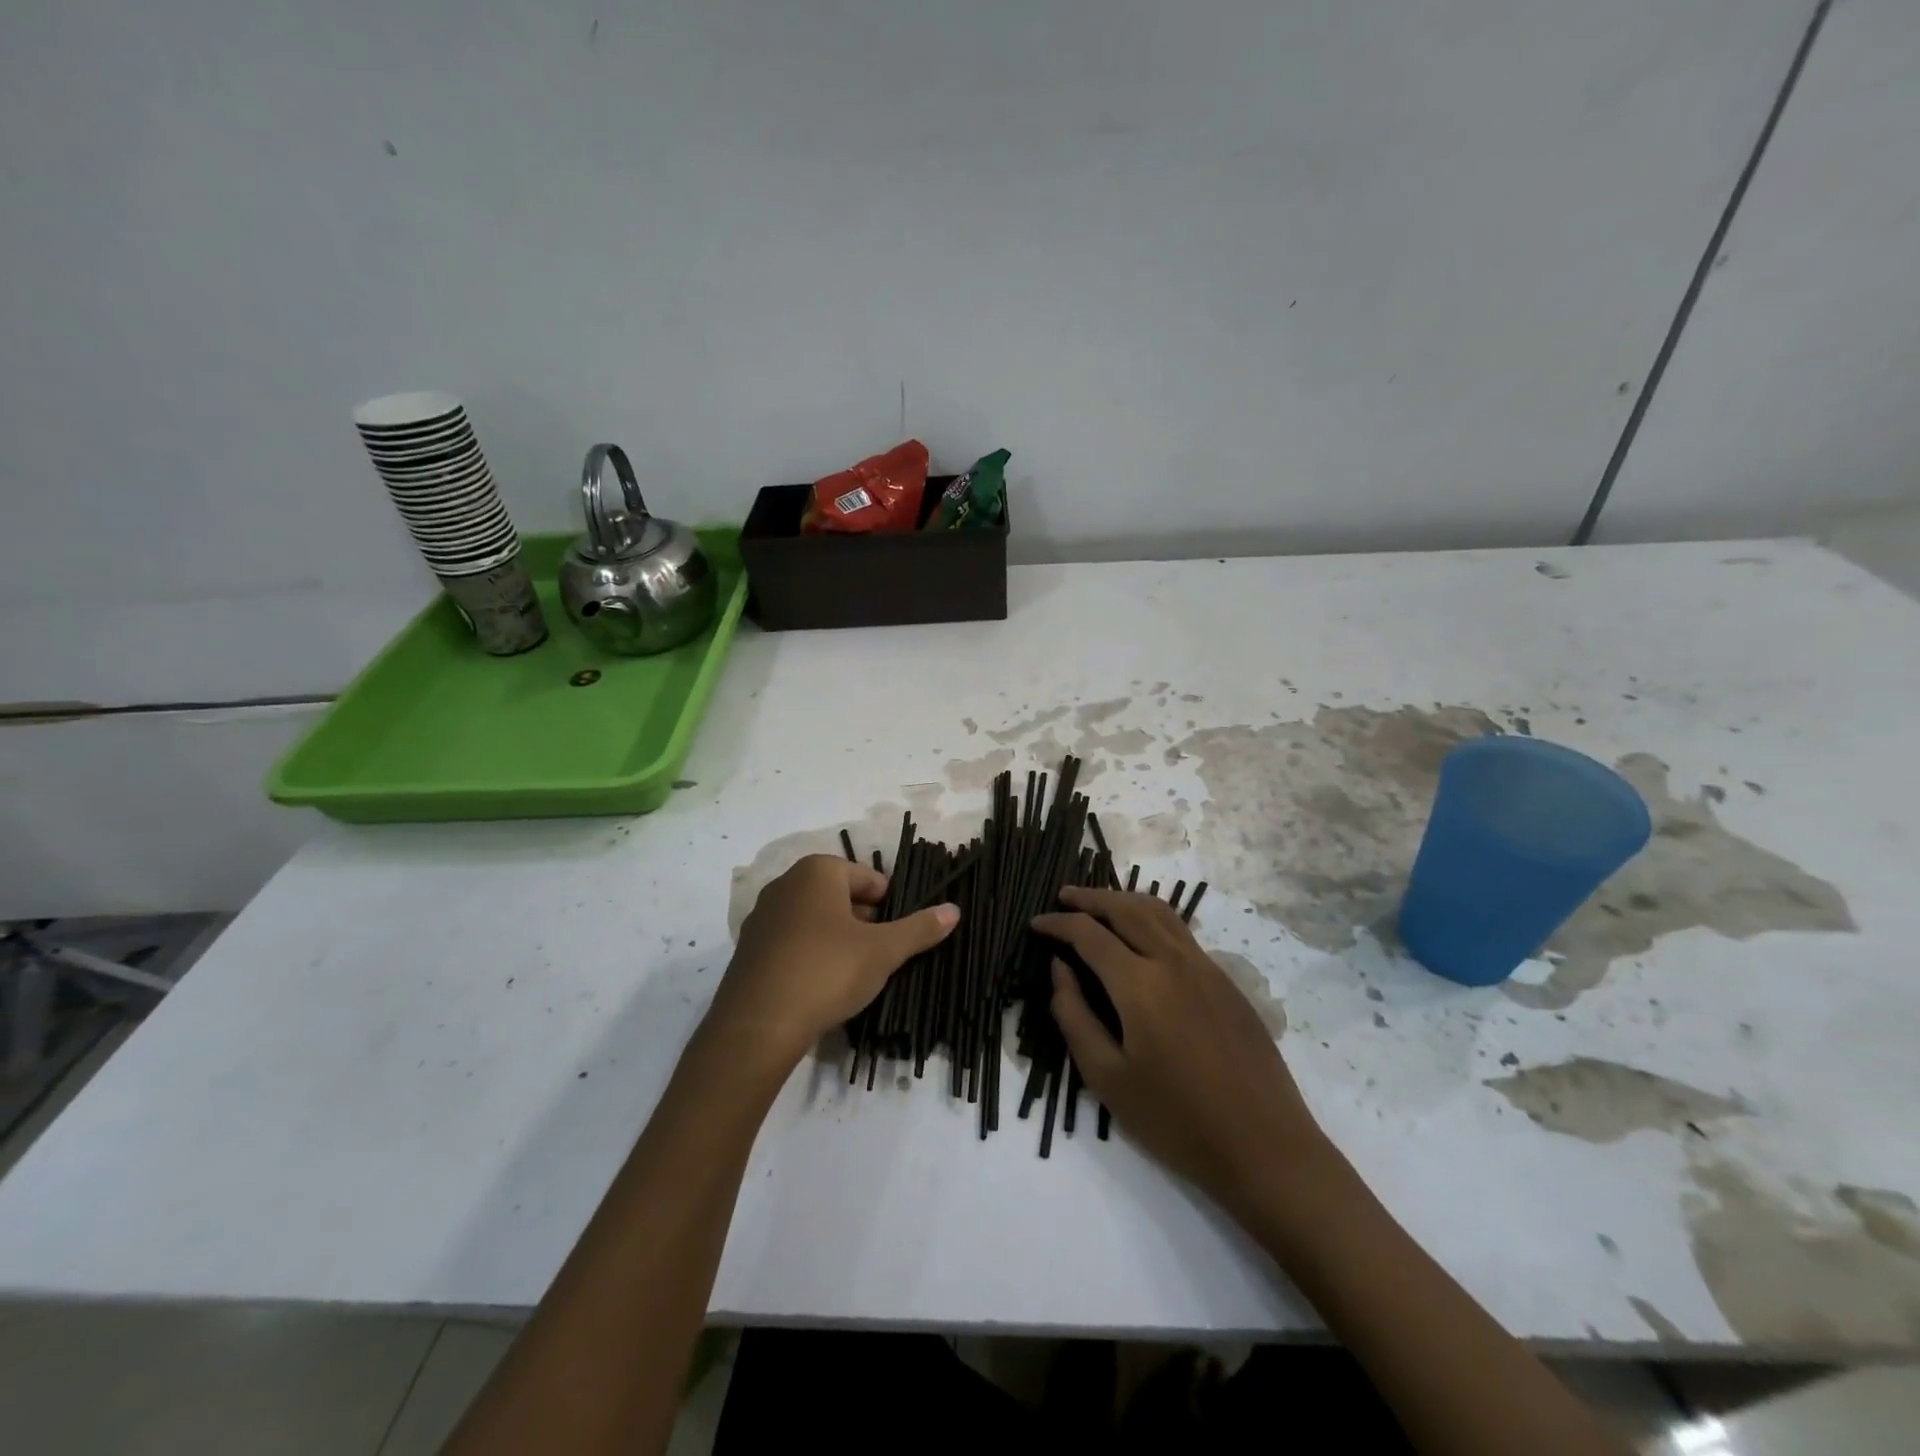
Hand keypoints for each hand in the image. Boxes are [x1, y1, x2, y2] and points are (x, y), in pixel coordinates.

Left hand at [711, 854, 958, 1069]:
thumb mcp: (882, 951)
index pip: (868, 878)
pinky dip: (811, 955)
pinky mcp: (749, 949)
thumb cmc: (827, 971)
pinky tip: (823, 985)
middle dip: (865, 921)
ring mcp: (762, 917)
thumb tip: (954, 909)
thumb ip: (919, 928)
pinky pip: (792, 942)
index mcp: (817, 871)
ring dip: (839, 939)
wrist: (757, 1025)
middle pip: (840, 896)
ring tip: (856, 973)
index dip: (891, 904)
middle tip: (883, 954)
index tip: (901, 934)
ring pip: (815, 920)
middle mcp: (785, 884)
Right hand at [1033, 886, 1330, 1219]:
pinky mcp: (1227, 982)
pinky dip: (1152, 919)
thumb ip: (1074, 1016)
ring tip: (1100, 904)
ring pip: (1159, 912)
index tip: (1035, 924)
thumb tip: (1060, 968)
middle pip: (1126, 908)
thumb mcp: (1107, 1078)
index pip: (1089, 934)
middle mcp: (1174, 961)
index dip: (1058, 923)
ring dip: (1124, 900)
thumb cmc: (1176, 1121)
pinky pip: (1181, 932)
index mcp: (1141, 984)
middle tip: (1063, 896)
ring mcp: (1206, 967)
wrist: (1265, 1147)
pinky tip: (1142, 938)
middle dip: (1090, 898)